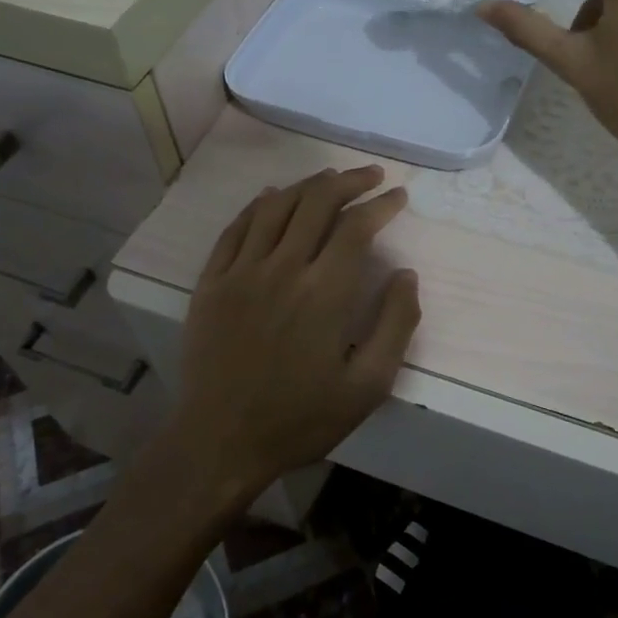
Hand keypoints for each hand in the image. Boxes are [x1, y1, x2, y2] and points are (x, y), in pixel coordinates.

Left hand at [171, 166, 419, 493]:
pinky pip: (236, 228)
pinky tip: (271, 196)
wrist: (220, 441)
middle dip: (349, 181)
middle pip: (317, 202)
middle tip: (371, 176)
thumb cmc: (301, 418)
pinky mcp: (211, 282)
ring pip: (276, 207)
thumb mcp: (368, 386)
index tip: (398, 196)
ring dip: (307, 185)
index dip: (381, 205)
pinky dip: (258, 205)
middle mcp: (282, 268)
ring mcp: (241, 271)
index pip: (357, 227)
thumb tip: (405, 274)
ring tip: (329, 178)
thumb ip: (396, 325)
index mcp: (325, 292)